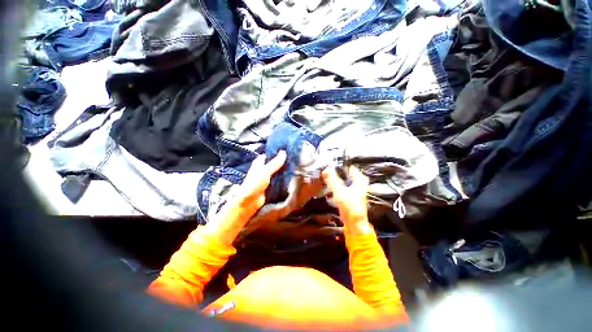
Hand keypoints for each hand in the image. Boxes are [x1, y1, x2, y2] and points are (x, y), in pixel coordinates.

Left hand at [203, 151, 285, 244]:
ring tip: (294, 166)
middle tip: (293, 158)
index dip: (277, 152)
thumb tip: (284, 152)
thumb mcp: (265, 171)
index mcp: (259, 163)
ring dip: (283, 170)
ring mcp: (266, 178)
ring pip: (276, 171)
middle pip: (274, 163)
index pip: (269, 154)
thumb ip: (274, 163)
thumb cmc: (254, 184)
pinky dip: (283, 178)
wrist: (250, 202)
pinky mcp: (270, 185)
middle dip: (282, 161)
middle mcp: (262, 169)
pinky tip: (291, 176)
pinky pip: (277, 179)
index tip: (287, 150)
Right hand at [322, 166, 368, 225]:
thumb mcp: (339, 189)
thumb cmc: (349, 204)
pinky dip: (335, 185)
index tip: (327, 169)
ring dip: (333, 179)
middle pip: (344, 173)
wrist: (354, 221)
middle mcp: (358, 181)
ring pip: (342, 179)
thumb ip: (332, 178)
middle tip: (324, 175)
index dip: (336, 167)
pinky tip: (328, 185)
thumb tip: (327, 168)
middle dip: (333, 173)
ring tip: (325, 180)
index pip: (347, 167)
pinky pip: (342, 185)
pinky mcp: (350, 193)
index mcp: (359, 178)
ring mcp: (355, 187)